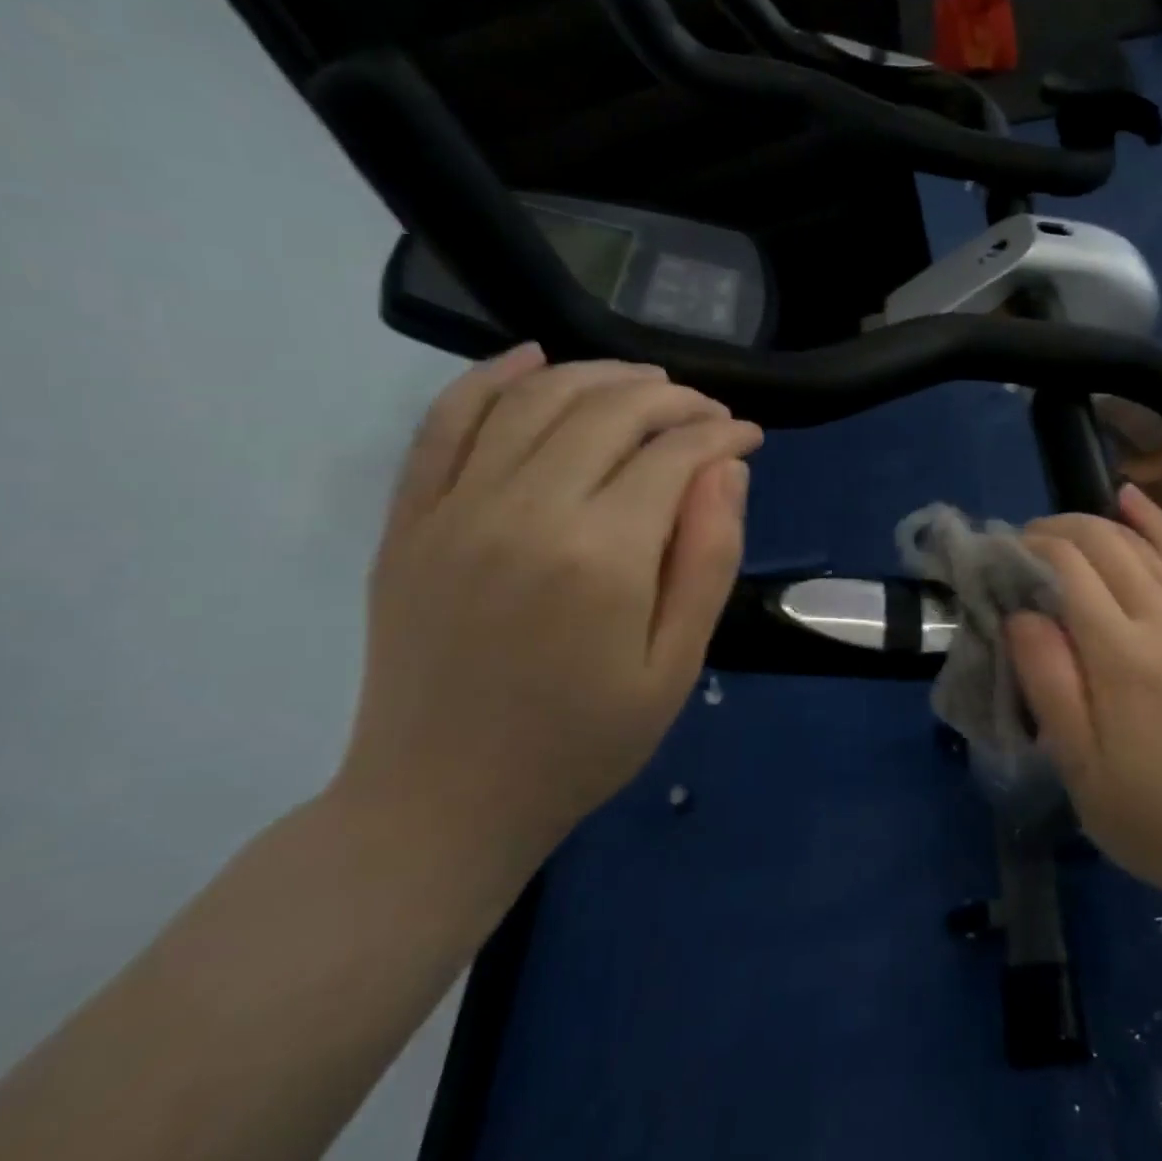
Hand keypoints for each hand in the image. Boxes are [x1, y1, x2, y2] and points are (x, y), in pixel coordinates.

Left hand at [335, 345, 761, 878]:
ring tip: (647, 383)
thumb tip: (729, 469)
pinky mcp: (411, 521)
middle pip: (608, 411)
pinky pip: (446, 423)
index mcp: (600, 556)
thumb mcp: (676, 665)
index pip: (674, 455)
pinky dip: (490, 378)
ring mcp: (455, 510)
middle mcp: (524, 511)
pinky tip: (533, 357)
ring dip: (601, 376)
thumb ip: (709, 559)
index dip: (721, 433)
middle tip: (709, 413)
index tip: (750, 436)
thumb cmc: (582, 742)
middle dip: (673, 398)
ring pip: (536, 400)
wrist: (441, 803)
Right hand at [1006, 484, 1161, 907]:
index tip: (1004, 557)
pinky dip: (1158, 523)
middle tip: (1026, 545)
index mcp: (1124, 656)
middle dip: (1058, 530)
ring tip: (1062, 529)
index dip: (1031, 549)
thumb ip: (1048, 682)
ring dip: (1098, 524)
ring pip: (1146, 542)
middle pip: (1106, 543)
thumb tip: (1021, 614)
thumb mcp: (1080, 767)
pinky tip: (1132, 499)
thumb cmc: (1153, 814)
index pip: (1070, 568)